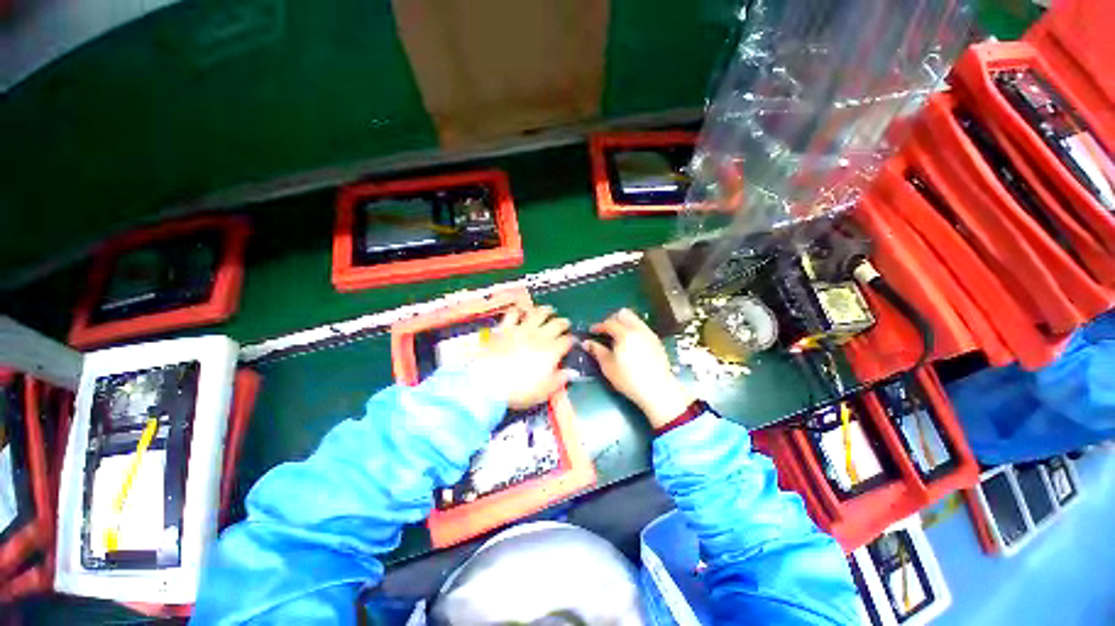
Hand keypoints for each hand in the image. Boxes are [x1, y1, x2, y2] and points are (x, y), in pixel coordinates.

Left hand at [477, 305, 573, 409]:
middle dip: (563, 322)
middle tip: (565, 323)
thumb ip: (559, 380)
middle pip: (556, 324)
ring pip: (537, 314)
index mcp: (551, 351)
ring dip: (545, 311)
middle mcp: (539, 336)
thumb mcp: (544, 391)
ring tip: (549, 310)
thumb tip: (571, 372)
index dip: (571, 340)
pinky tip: (521, 311)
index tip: (572, 341)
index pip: (566, 340)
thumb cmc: (519, 390)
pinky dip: (518, 311)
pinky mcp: (504, 328)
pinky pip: (513, 314)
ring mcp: (521, 329)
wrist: (488, 384)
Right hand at [585, 309, 693, 429]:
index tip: (592, 331)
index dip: (598, 326)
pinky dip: (633, 330)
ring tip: (618, 338)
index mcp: (625, 334)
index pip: (609, 323)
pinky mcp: (656, 341)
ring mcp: (649, 334)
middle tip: (606, 332)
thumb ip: (597, 351)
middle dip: (612, 319)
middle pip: (624, 314)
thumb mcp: (608, 366)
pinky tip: (631, 344)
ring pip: (634, 319)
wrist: (657, 389)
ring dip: (624, 324)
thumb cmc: (628, 379)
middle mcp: (638, 329)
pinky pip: (642, 328)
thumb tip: (587, 343)